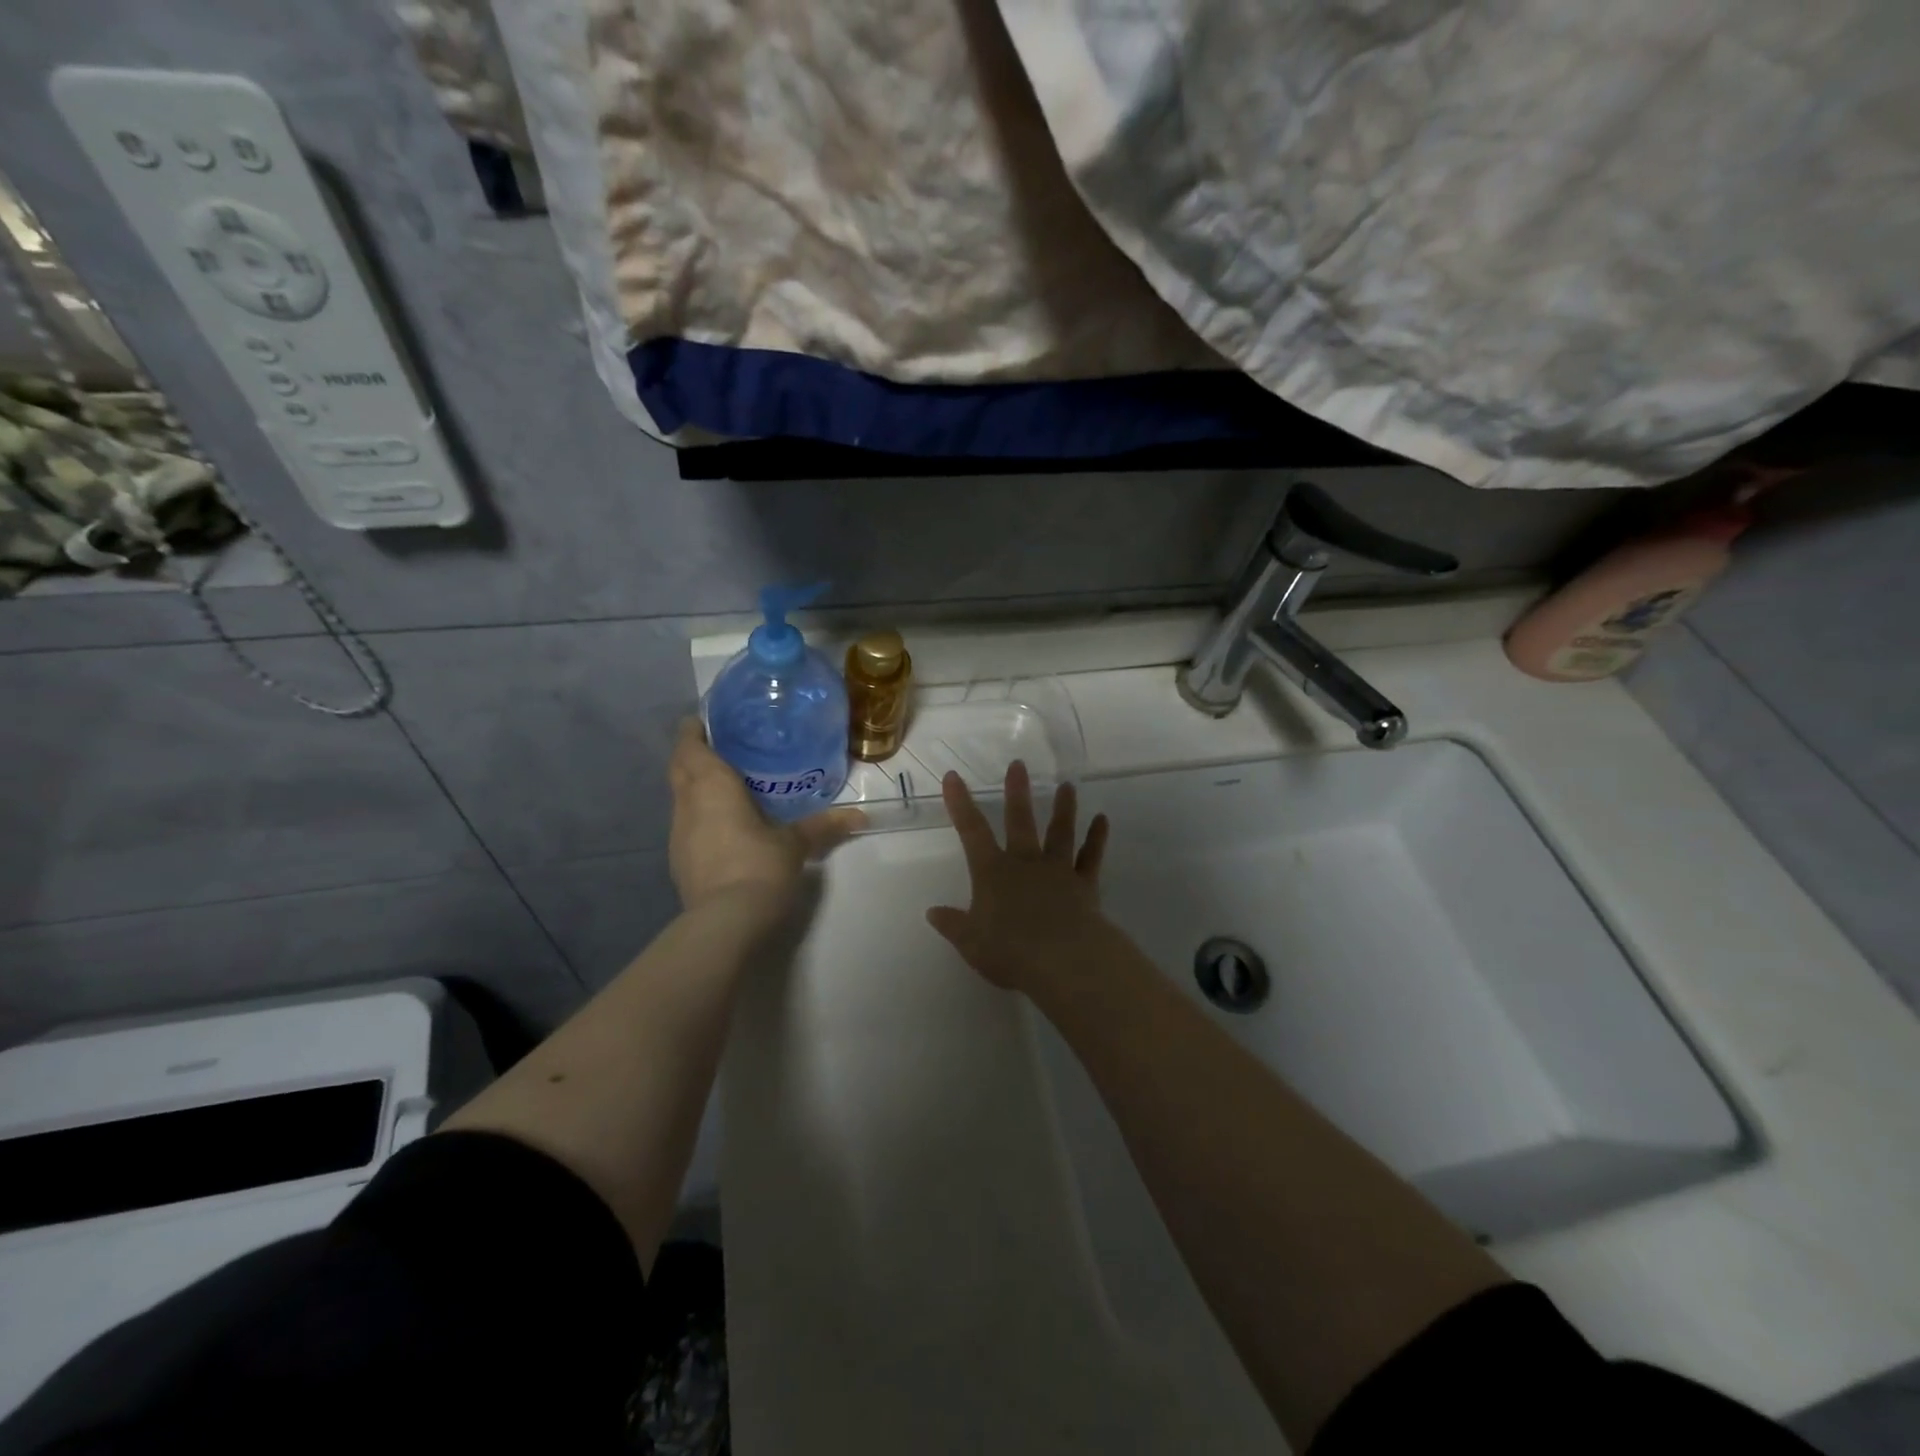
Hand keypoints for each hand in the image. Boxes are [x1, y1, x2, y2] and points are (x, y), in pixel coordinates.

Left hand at [667, 719, 865, 913]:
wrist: (725, 922)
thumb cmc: (759, 866)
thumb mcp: (795, 843)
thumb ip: (823, 826)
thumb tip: (859, 817)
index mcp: (711, 786)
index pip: (689, 745)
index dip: (693, 730)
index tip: (707, 721)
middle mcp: (687, 804)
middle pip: (679, 768)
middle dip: (693, 754)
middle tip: (722, 748)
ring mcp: (678, 834)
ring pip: (680, 797)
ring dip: (694, 786)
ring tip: (726, 784)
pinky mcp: (679, 860)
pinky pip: (686, 824)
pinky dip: (699, 815)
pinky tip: (722, 825)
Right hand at [926, 760, 1111, 993]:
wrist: (1064, 960)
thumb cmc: (1011, 952)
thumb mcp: (971, 943)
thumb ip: (953, 925)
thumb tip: (933, 912)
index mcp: (993, 873)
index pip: (971, 832)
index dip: (961, 804)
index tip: (954, 776)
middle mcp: (1025, 863)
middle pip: (1020, 821)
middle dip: (1017, 793)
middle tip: (1019, 764)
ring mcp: (1058, 871)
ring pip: (1060, 832)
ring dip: (1063, 808)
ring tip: (1067, 786)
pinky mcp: (1085, 885)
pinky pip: (1091, 857)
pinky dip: (1097, 838)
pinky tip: (1103, 820)